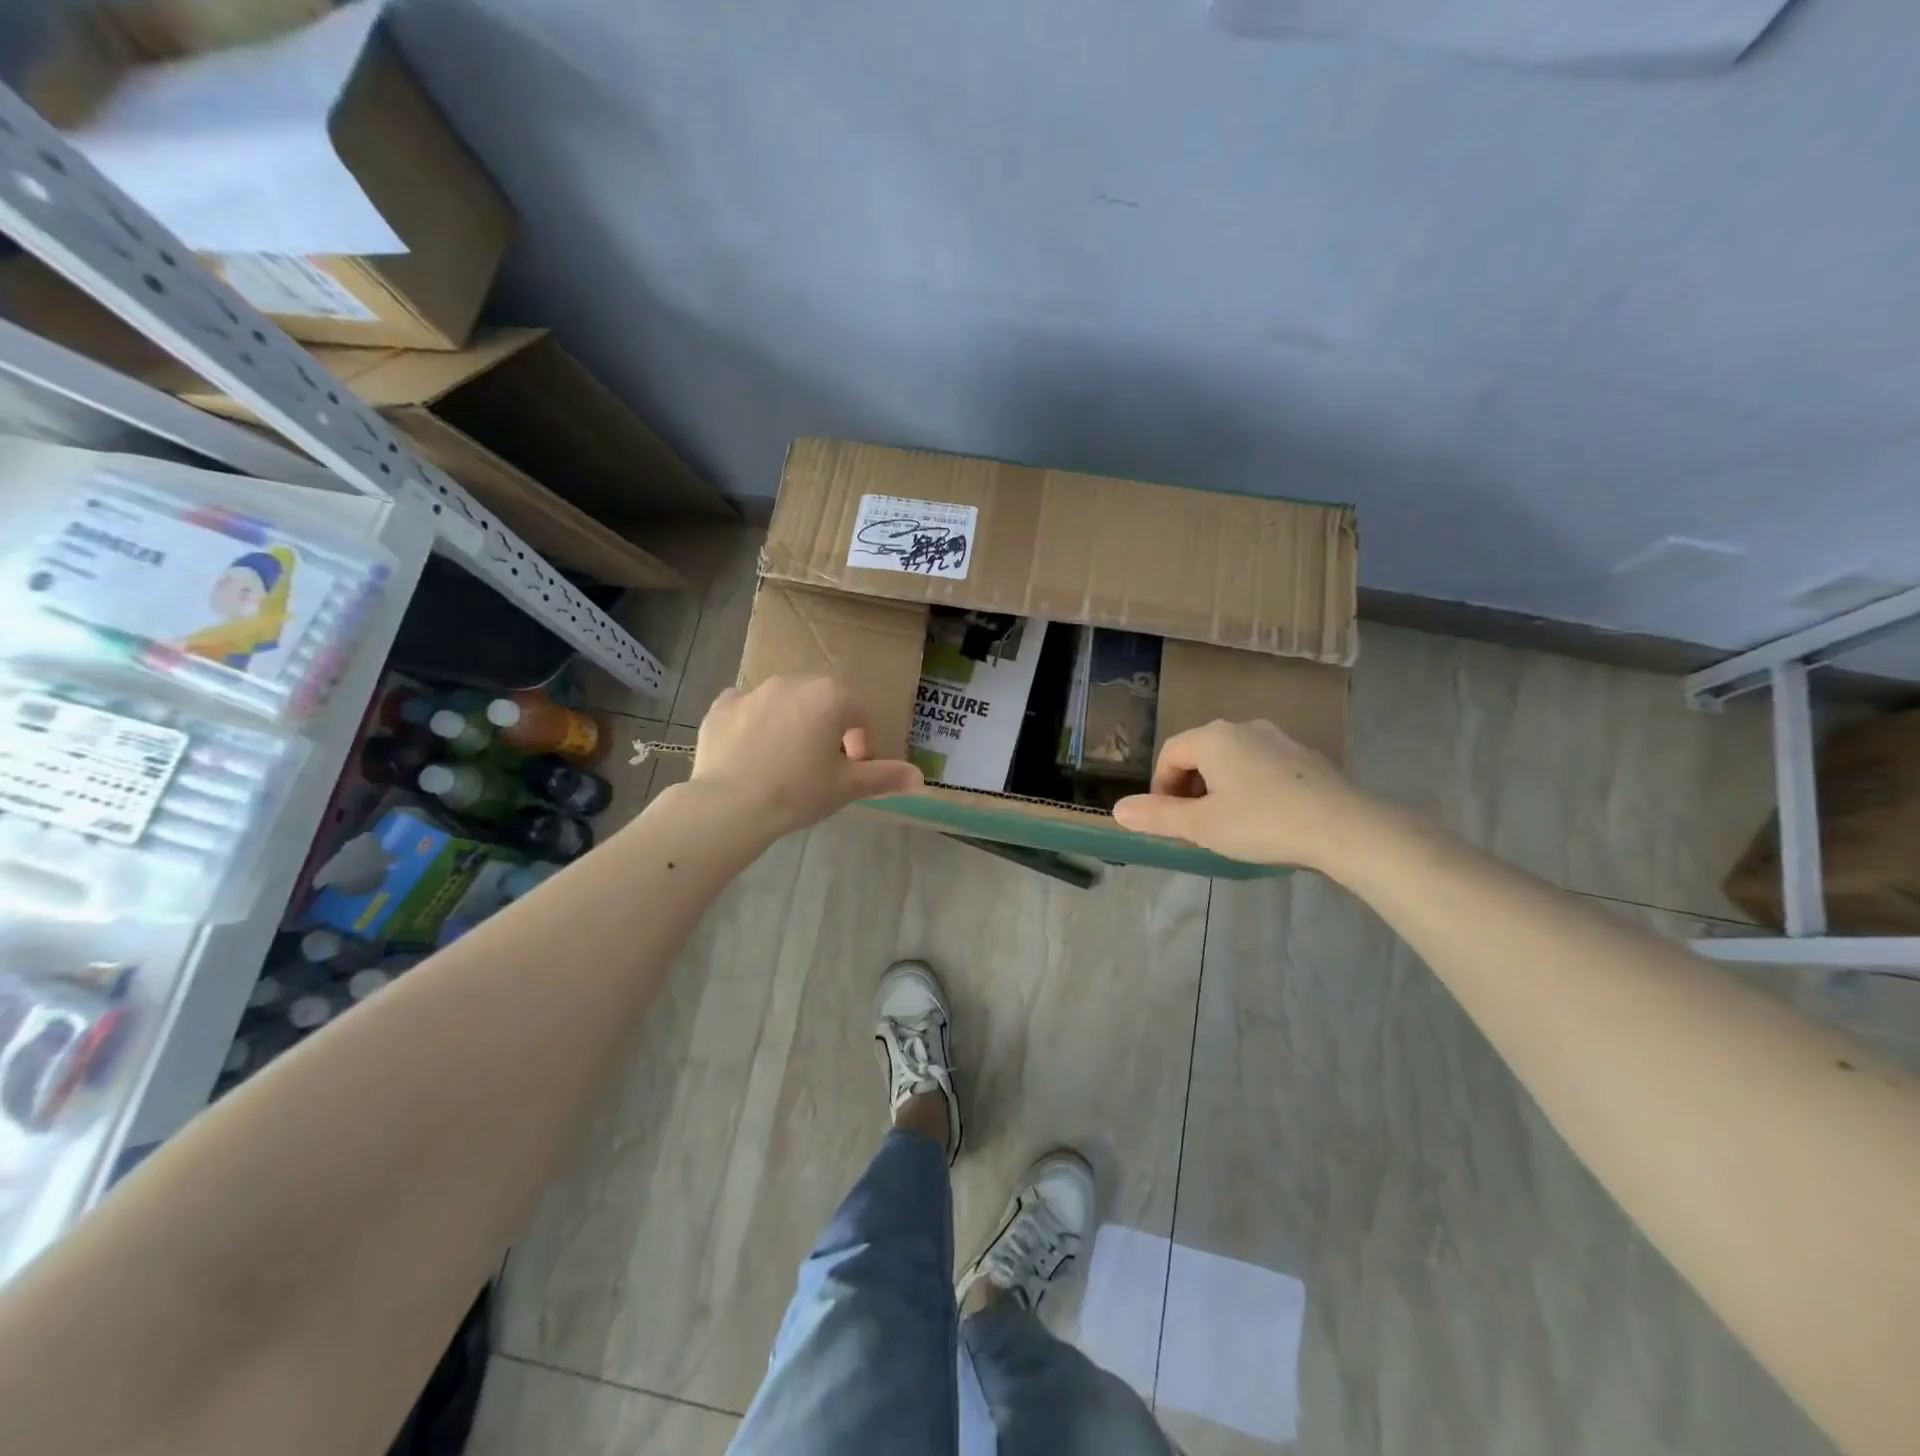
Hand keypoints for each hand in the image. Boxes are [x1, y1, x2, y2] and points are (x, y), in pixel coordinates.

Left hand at [691, 676, 922, 837]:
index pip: (860, 714)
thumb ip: (884, 776)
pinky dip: (754, 722)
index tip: (854, 770)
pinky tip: (751, 751)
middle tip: (823, 764)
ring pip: (784, 702)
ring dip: (793, 722)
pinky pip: (746, 708)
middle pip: (822, 701)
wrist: (729, 806)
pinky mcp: (720, 707)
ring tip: (786, 760)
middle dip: (829, 727)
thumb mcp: (846, 787)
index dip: (863, 743)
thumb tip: (920, 777)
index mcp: (830, 696)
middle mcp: (793, 682)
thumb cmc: (798, 792)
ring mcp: (753, 692)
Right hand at [1112, 719, 1374, 869]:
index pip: (1170, 753)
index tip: (1169, 819)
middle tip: (1195, 823)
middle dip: (1190, 786)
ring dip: (1220, 786)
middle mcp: (1244, 728)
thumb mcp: (1201, 825)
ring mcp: (1279, 739)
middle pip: (1201, 752)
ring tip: (1228, 822)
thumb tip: (1118, 809)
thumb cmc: (1262, 823)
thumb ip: (1157, 816)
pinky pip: (1263, 765)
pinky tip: (1266, 816)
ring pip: (1233, 758)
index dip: (1161, 786)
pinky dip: (1251, 785)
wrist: (1344, 828)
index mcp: (1213, 738)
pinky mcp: (1306, 756)